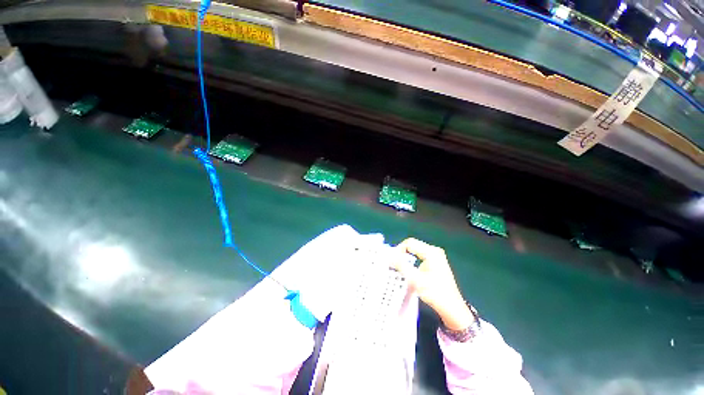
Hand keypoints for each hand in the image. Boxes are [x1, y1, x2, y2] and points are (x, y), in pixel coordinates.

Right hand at [393, 238, 474, 330]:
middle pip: (412, 246)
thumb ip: (401, 266)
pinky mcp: (435, 263)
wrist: (452, 309)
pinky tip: (408, 270)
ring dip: (406, 258)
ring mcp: (435, 257)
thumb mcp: (416, 280)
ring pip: (414, 251)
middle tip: (393, 264)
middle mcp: (434, 251)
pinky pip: (419, 257)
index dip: (398, 250)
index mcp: (431, 252)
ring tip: (398, 267)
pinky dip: (411, 261)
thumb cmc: (435, 294)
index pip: (409, 243)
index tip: (391, 261)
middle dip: (401, 254)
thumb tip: (389, 256)